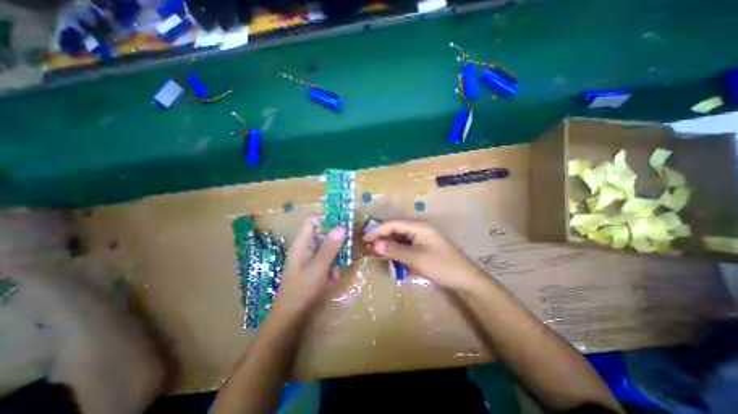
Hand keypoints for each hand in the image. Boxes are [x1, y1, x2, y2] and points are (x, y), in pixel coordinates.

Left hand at [272, 218, 347, 311]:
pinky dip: (332, 265)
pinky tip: (334, 276)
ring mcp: (308, 258)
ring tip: (340, 266)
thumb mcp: (319, 266)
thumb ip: (330, 246)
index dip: (327, 219)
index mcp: (302, 243)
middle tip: (349, 244)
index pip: (313, 220)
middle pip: (322, 233)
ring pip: (326, 247)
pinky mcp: (313, 267)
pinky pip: (325, 259)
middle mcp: (305, 247)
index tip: (343, 223)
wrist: (291, 316)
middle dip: (336, 239)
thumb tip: (342, 226)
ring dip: (335, 254)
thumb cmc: (303, 289)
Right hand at [362, 220, 484, 290]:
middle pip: (396, 227)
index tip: (364, 239)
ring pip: (400, 235)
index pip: (392, 223)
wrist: (465, 278)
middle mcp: (419, 227)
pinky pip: (406, 243)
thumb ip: (394, 250)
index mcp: (418, 226)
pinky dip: (397, 248)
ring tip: (377, 250)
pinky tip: (391, 255)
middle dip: (381, 235)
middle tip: (368, 245)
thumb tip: (375, 245)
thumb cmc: (441, 266)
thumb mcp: (415, 258)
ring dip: (388, 242)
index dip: (377, 230)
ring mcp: (422, 236)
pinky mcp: (424, 245)